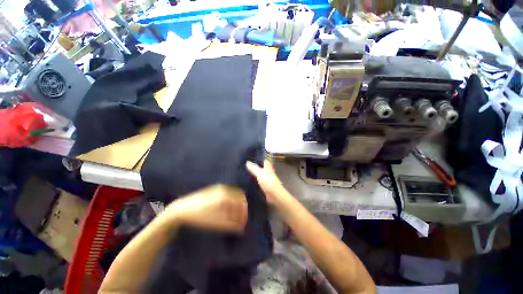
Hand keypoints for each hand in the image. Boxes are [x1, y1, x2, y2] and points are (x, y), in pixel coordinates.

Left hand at [165, 184, 247, 231]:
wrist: (181, 210)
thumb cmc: (200, 218)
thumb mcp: (217, 223)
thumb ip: (232, 224)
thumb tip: (242, 226)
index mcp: (226, 196)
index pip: (241, 202)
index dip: (244, 212)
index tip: (243, 222)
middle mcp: (224, 189)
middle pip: (239, 197)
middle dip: (241, 208)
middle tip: (239, 219)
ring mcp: (219, 188)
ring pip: (233, 195)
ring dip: (235, 205)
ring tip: (233, 216)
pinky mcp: (214, 189)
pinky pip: (227, 193)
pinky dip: (230, 201)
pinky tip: (226, 209)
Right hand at [246, 160, 289, 204]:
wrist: (275, 196)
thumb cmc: (269, 183)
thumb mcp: (260, 174)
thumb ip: (254, 168)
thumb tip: (247, 162)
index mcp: (267, 167)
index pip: (262, 160)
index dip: (256, 158)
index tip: (248, 156)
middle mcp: (266, 172)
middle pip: (259, 167)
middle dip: (252, 166)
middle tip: (242, 164)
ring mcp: (265, 179)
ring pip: (257, 174)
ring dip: (251, 173)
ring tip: (241, 171)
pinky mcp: (263, 186)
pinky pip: (256, 181)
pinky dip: (252, 180)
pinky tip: (245, 181)